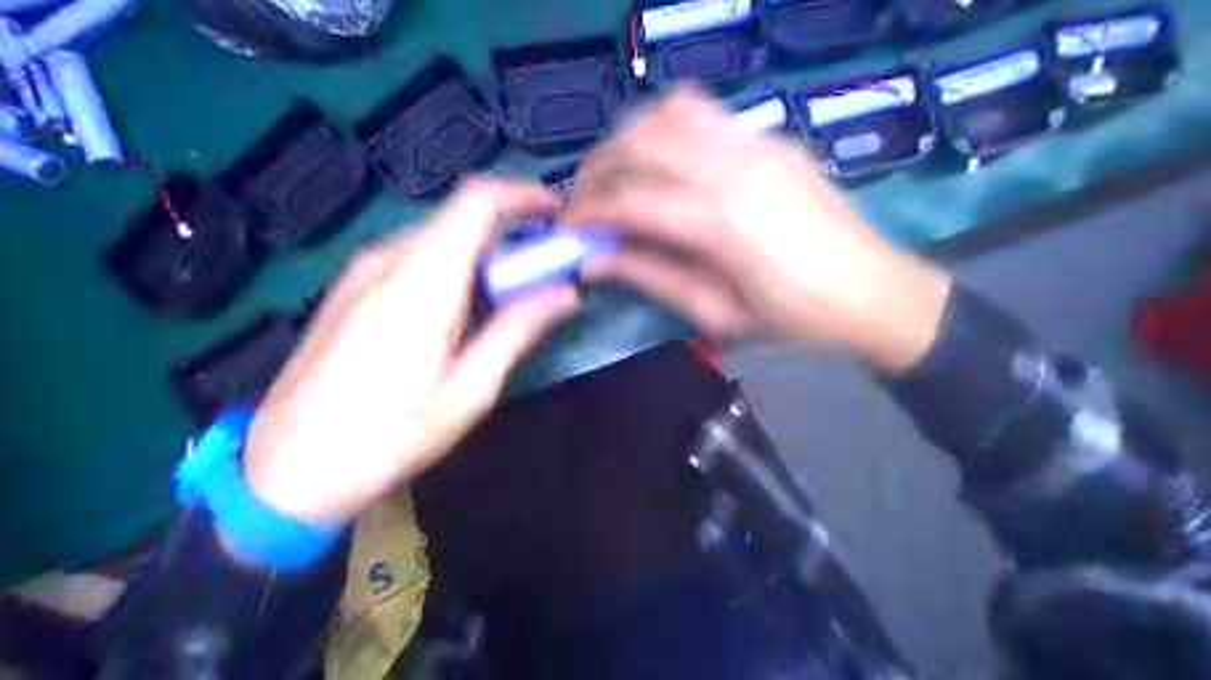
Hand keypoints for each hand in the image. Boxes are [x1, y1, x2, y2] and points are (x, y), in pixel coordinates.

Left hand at [241, 179, 578, 524]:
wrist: (283, 471)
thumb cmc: (385, 438)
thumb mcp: (466, 394)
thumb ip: (516, 332)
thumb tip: (565, 293)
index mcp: (421, 282)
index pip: (477, 201)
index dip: (524, 195)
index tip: (559, 216)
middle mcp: (387, 260)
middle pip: (461, 220)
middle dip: (512, 239)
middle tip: (545, 281)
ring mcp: (360, 272)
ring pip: (438, 239)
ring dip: (482, 259)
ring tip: (506, 306)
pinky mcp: (349, 290)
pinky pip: (413, 259)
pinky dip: (452, 271)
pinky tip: (458, 318)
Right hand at [564, 87, 950, 373]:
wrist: (874, 292)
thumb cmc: (796, 319)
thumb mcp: (717, 313)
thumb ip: (651, 275)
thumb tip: (592, 257)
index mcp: (723, 222)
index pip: (630, 199)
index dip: (587, 211)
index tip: (566, 228)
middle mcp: (735, 166)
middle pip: (640, 142)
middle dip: (597, 168)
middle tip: (583, 202)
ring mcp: (757, 142)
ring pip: (667, 113)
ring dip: (628, 138)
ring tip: (615, 176)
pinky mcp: (770, 136)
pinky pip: (702, 112)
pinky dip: (665, 127)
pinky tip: (660, 160)